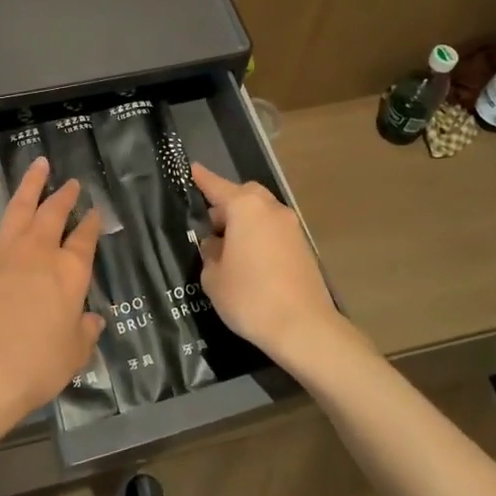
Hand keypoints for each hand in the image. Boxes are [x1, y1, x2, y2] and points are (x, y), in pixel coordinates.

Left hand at [0, 157, 103, 450]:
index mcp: (70, 273)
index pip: (85, 241)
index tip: (95, 212)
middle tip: (72, 182)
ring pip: (21, 204)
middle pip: (55, 215)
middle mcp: (40, 251)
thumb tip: (94, 320)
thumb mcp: (72, 356)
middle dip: (65, 197)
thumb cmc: (32, 367)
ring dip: (32, 182)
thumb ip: (85, 334)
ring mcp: (3, 246)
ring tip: (40, 163)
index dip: (92, 225)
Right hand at [191, 162, 344, 368]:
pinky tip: (249, 262)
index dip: (201, 178)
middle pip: (243, 195)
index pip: (216, 186)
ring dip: (244, 222)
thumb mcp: (214, 278)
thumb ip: (210, 254)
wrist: (304, 327)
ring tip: (228, 249)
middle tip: (210, 227)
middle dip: (225, 205)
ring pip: (261, 213)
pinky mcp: (303, 246)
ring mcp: (291, 227)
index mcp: (245, 208)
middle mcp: (270, 209)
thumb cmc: (250, 298)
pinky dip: (259, 236)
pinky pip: (273, 230)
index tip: (191, 168)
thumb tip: (217, 245)